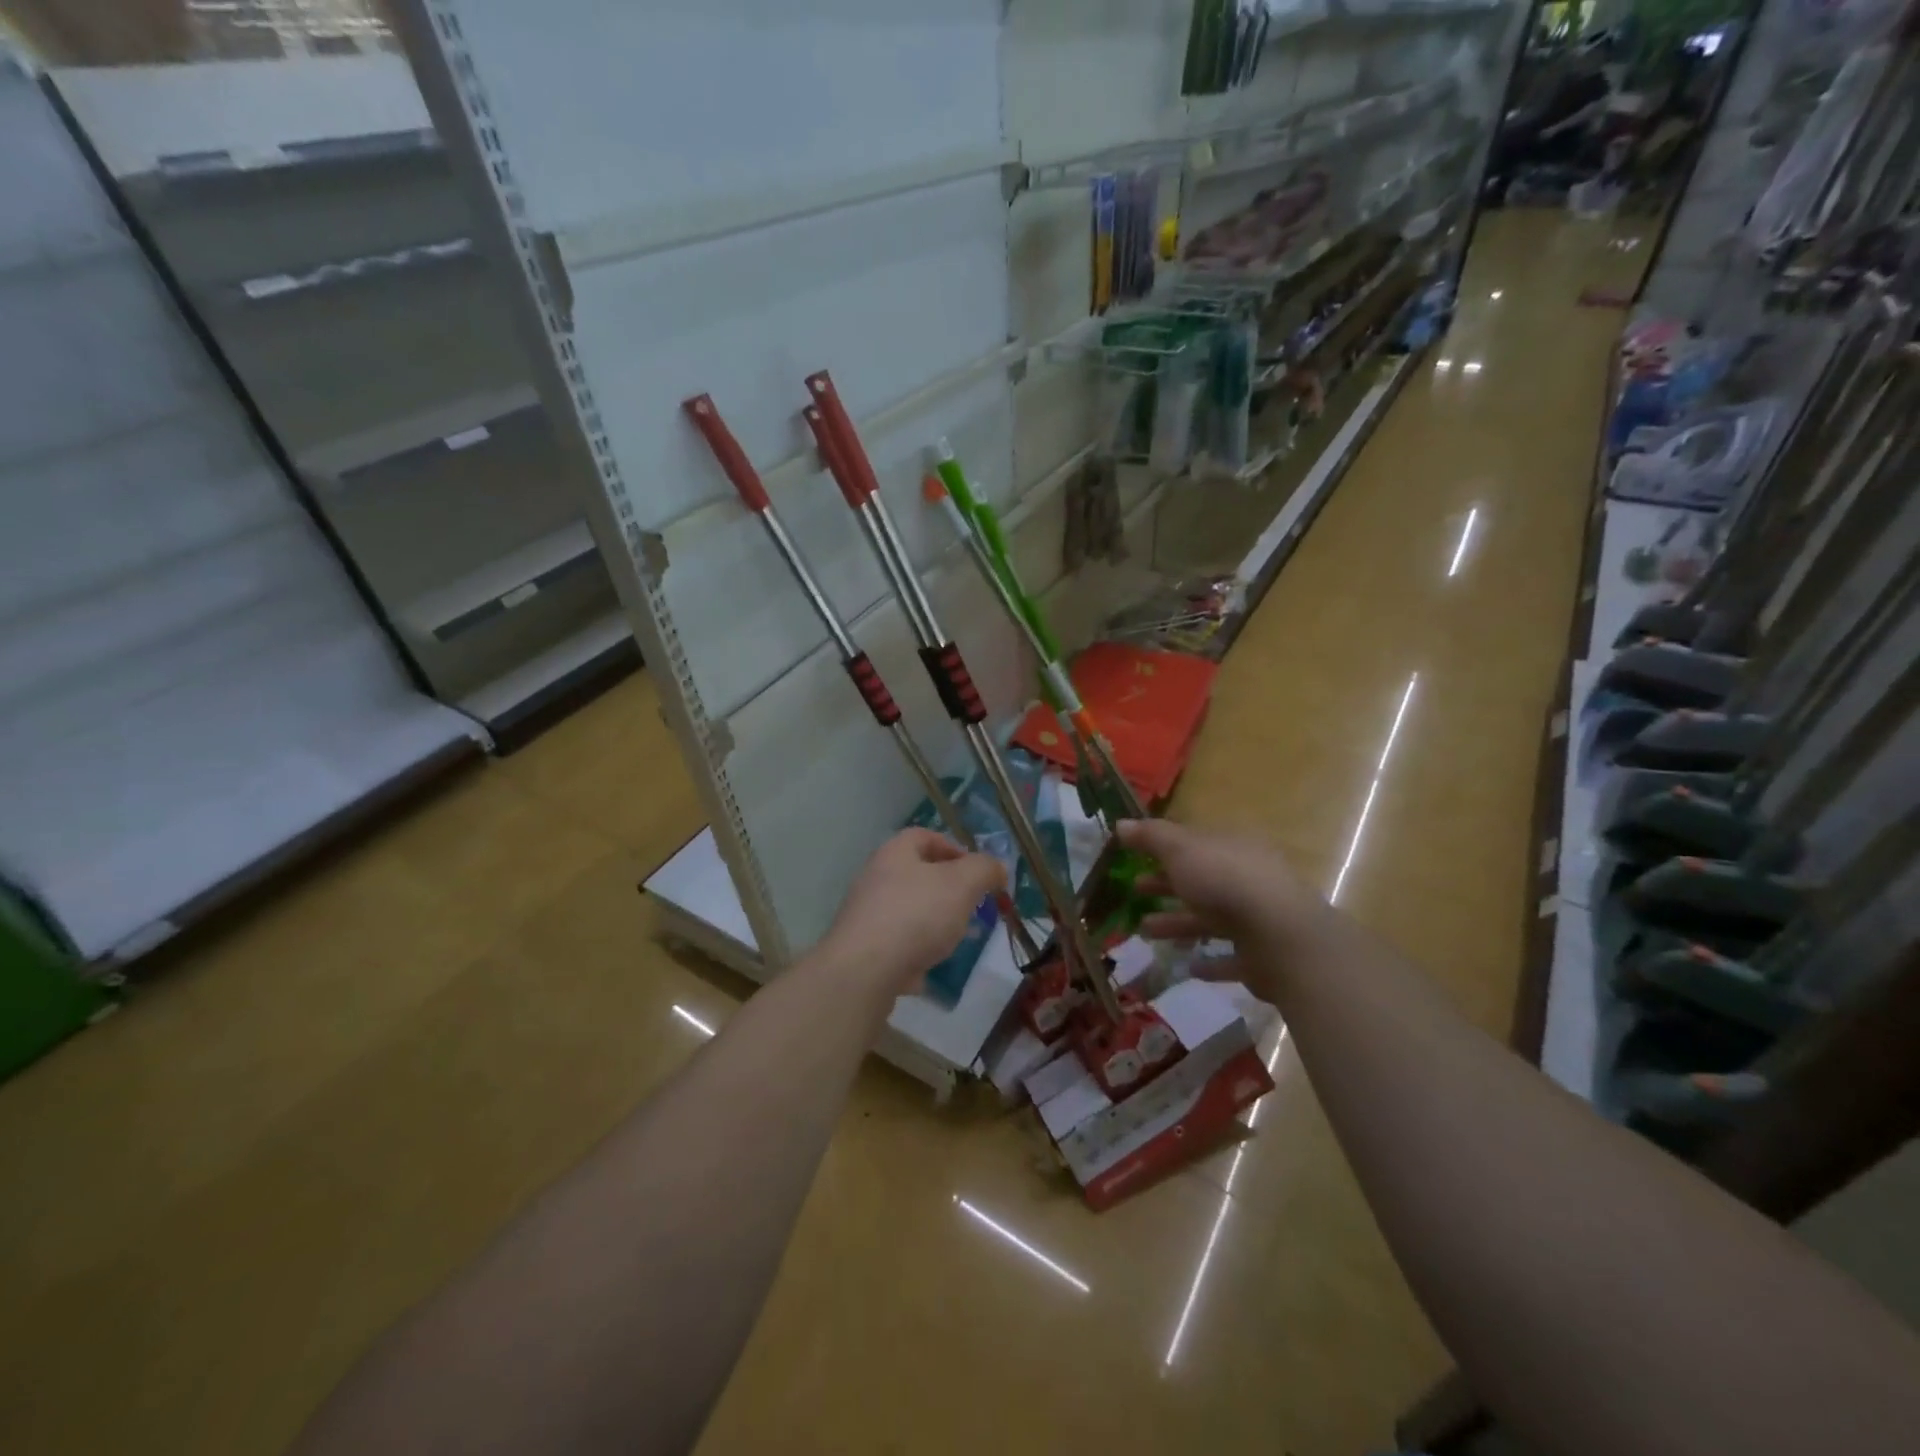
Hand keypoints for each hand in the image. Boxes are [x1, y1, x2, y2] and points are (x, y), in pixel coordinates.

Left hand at [819, 829, 1007, 999]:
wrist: (864, 970)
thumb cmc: (916, 914)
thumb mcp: (962, 884)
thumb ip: (984, 870)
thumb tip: (996, 867)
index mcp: (895, 853)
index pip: (924, 836)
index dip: (953, 847)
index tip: (977, 871)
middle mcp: (875, 878)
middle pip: (917, 874)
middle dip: (949, 889)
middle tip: (972, 906)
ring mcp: (866, 915)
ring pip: (909, 910)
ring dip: (935, 921)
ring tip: (958, 938)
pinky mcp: (864, 949)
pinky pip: (897, 943)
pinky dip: (917, 950)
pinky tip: (932, 966)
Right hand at [1117, 818, 1331, 998]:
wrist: (1279, 935)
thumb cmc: (1224, 880)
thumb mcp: (1180, 849)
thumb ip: (1151, 837)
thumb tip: (1121, 823)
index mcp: (1232, 847)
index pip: (1196, 843)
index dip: (1165, 848)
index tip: (1137, 856)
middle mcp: (1247, 878)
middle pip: (1201, 879)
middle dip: (1166, 885)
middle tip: (1136, 890)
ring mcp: (1257, 918)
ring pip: (1211, 918)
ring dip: (1178, 923)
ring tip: (1145, 931)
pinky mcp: (1261, 956)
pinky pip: (1230, 957)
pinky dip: (1209, 961)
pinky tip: (1188, 966)